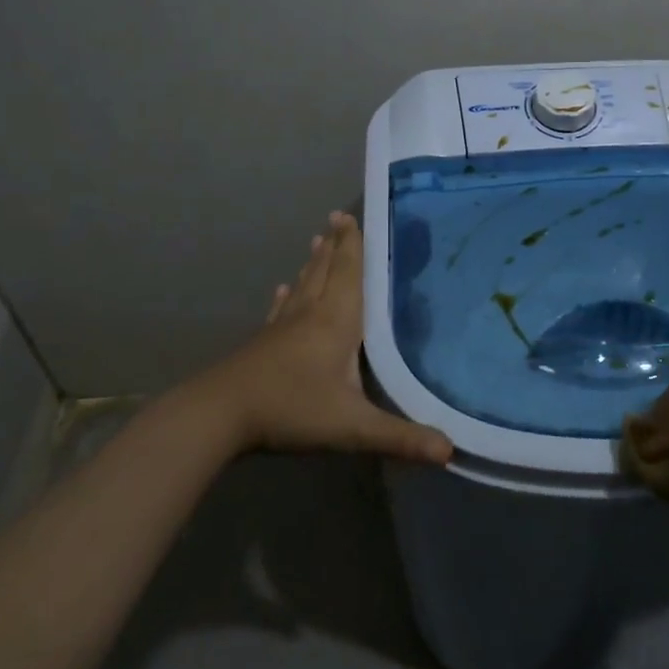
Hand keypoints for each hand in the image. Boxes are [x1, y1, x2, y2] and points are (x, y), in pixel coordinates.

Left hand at [173, 212, 452, 465]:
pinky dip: (286, 296)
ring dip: (312, 262)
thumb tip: (450, 452)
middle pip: (325, 271)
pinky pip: (280, 310)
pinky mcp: (263, 343)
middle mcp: (310, 314)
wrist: (218, 415)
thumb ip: (400, 437)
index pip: (349, 273)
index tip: (353, 216)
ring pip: (303, 285)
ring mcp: (282, 327)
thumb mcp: (352, 427)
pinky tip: (282, 289)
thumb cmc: (291, 409)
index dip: (353, 245)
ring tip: (317, 240)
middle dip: (335, 245)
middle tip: (338, 218)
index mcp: (336, 321)